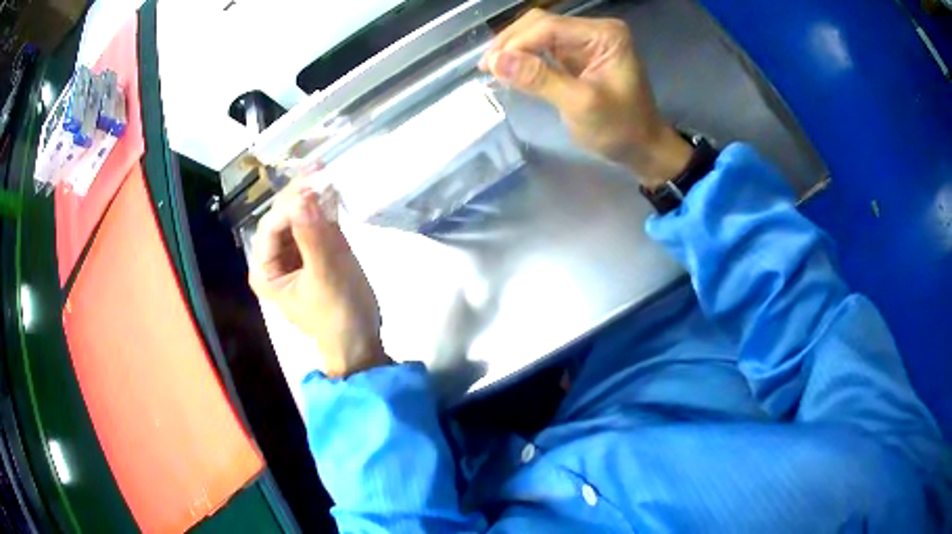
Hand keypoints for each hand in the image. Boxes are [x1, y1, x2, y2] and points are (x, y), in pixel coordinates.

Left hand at [248, 181, 388, 378]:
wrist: (360, 340)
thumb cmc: (338, 314)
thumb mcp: (325, 277)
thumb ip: (313, 237)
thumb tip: (302, 197)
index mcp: (265, 270)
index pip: (271, 228)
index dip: (290, 205)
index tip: (314, 186)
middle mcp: (275, 258)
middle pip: (282, 218)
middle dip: (299, 194)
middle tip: (320, 168)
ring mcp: (295, 253)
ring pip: (298, 216)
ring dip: (311, 195)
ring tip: (325, 171)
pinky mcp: (315, 251)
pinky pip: (315, 223)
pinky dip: (324, 206)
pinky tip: (332, 188)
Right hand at [480, 9, 691, 187]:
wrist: (642, 148)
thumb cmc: (621, 129)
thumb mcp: (581, 105)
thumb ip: (540, 79)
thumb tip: (495, 61)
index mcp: (604, 35)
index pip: (550, 26)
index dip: (517, 43)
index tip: (491, 67)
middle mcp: (594, 31)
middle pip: (540, 24)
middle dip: (512, 43)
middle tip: (487, 68)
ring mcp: (584, 42)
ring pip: (537, 34)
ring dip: (513, 49)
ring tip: (492, 70)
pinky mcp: (576, 56)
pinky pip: (542, 49)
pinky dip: (524, 59)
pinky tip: (509, 71)